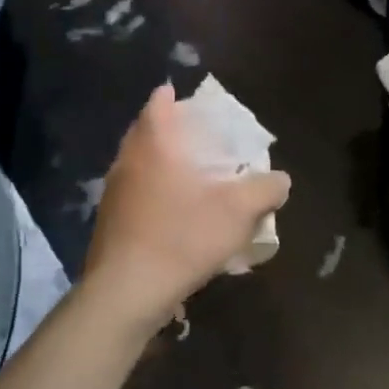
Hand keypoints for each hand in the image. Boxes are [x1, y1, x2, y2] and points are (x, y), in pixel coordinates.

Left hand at [83, 83, 290, 332]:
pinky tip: (171, 214)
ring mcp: (112, 194)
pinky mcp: (107, 224)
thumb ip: (266, 189)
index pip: (158, 105)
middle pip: (144, 132)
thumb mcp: (240, 212)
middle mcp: (127, 161)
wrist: (127, 292)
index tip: (182, 96)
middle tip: (192, 135)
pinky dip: (150, 192)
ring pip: (136, 164)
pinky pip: (132, 194)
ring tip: (186, 174)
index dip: (170, 97)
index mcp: (155, 145)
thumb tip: (280, 180)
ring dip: (158, 163)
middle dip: (166, 129)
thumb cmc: (183, 237)